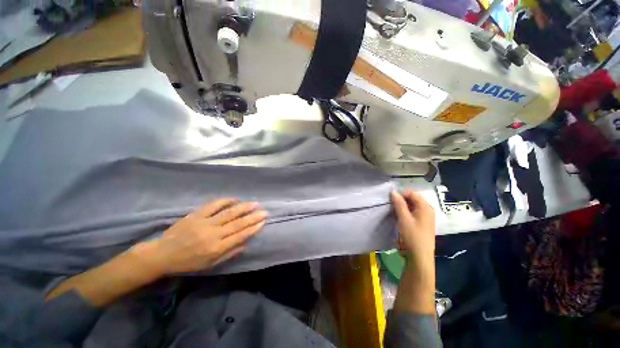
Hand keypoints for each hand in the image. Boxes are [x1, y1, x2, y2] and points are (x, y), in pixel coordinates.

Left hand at [136, 198, 266, 274]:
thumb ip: (229, 253)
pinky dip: (225, 201)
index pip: (240, 236)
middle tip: (264, 211)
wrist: (163, 254)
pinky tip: (235, 199)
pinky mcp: (196, 214)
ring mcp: (204, 222)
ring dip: (244, 207)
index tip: (263, 221)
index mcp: (216, 248)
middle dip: (253, 217)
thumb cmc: (188, 262)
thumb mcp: (210, 265)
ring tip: (254, 203)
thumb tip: (246, 243)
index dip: (253, 228)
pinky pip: (213, 205)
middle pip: (238, 223)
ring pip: (229, 213)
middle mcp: (213, 234)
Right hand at [390, 190, 436, 314]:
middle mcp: (427, 210)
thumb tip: (393, 191)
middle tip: (391, 206)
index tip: (390, 200)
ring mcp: (425, 218)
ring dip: (401, 207)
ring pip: (411, 207)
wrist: (419, 257)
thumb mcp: (403, 218)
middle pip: (412, 199)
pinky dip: (404, 213)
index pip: (412, 193)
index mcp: (425, 207)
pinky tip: (398, 218)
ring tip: (393, 212)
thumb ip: (398, 204)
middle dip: (401, 201)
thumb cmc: (412, 236)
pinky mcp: (421, 224)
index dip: (401, 194)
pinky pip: (412, 213)